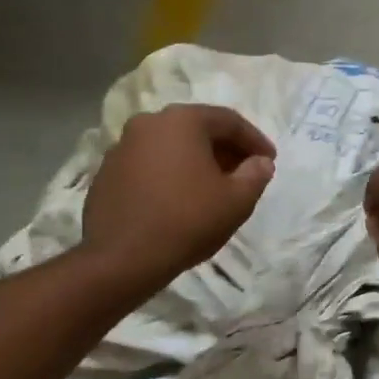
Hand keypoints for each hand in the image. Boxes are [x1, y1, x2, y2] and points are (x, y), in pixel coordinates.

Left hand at [83, 104, 275, 288]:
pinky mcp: (107, 172)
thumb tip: (261, 162)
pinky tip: (180, 200)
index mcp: (182, 121)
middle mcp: (148, 123)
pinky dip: (170, 175)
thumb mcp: (236, 201)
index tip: (270, 161)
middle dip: (225, 150)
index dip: (255, 141)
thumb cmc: (187, 221)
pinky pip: (149, 165)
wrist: (122, 257)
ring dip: (196, 162)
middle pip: (197, 130)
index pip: (229, 121)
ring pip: (171, 147)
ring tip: (213, 188)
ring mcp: (122, 147)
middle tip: (245, 173)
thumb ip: (255, 175)